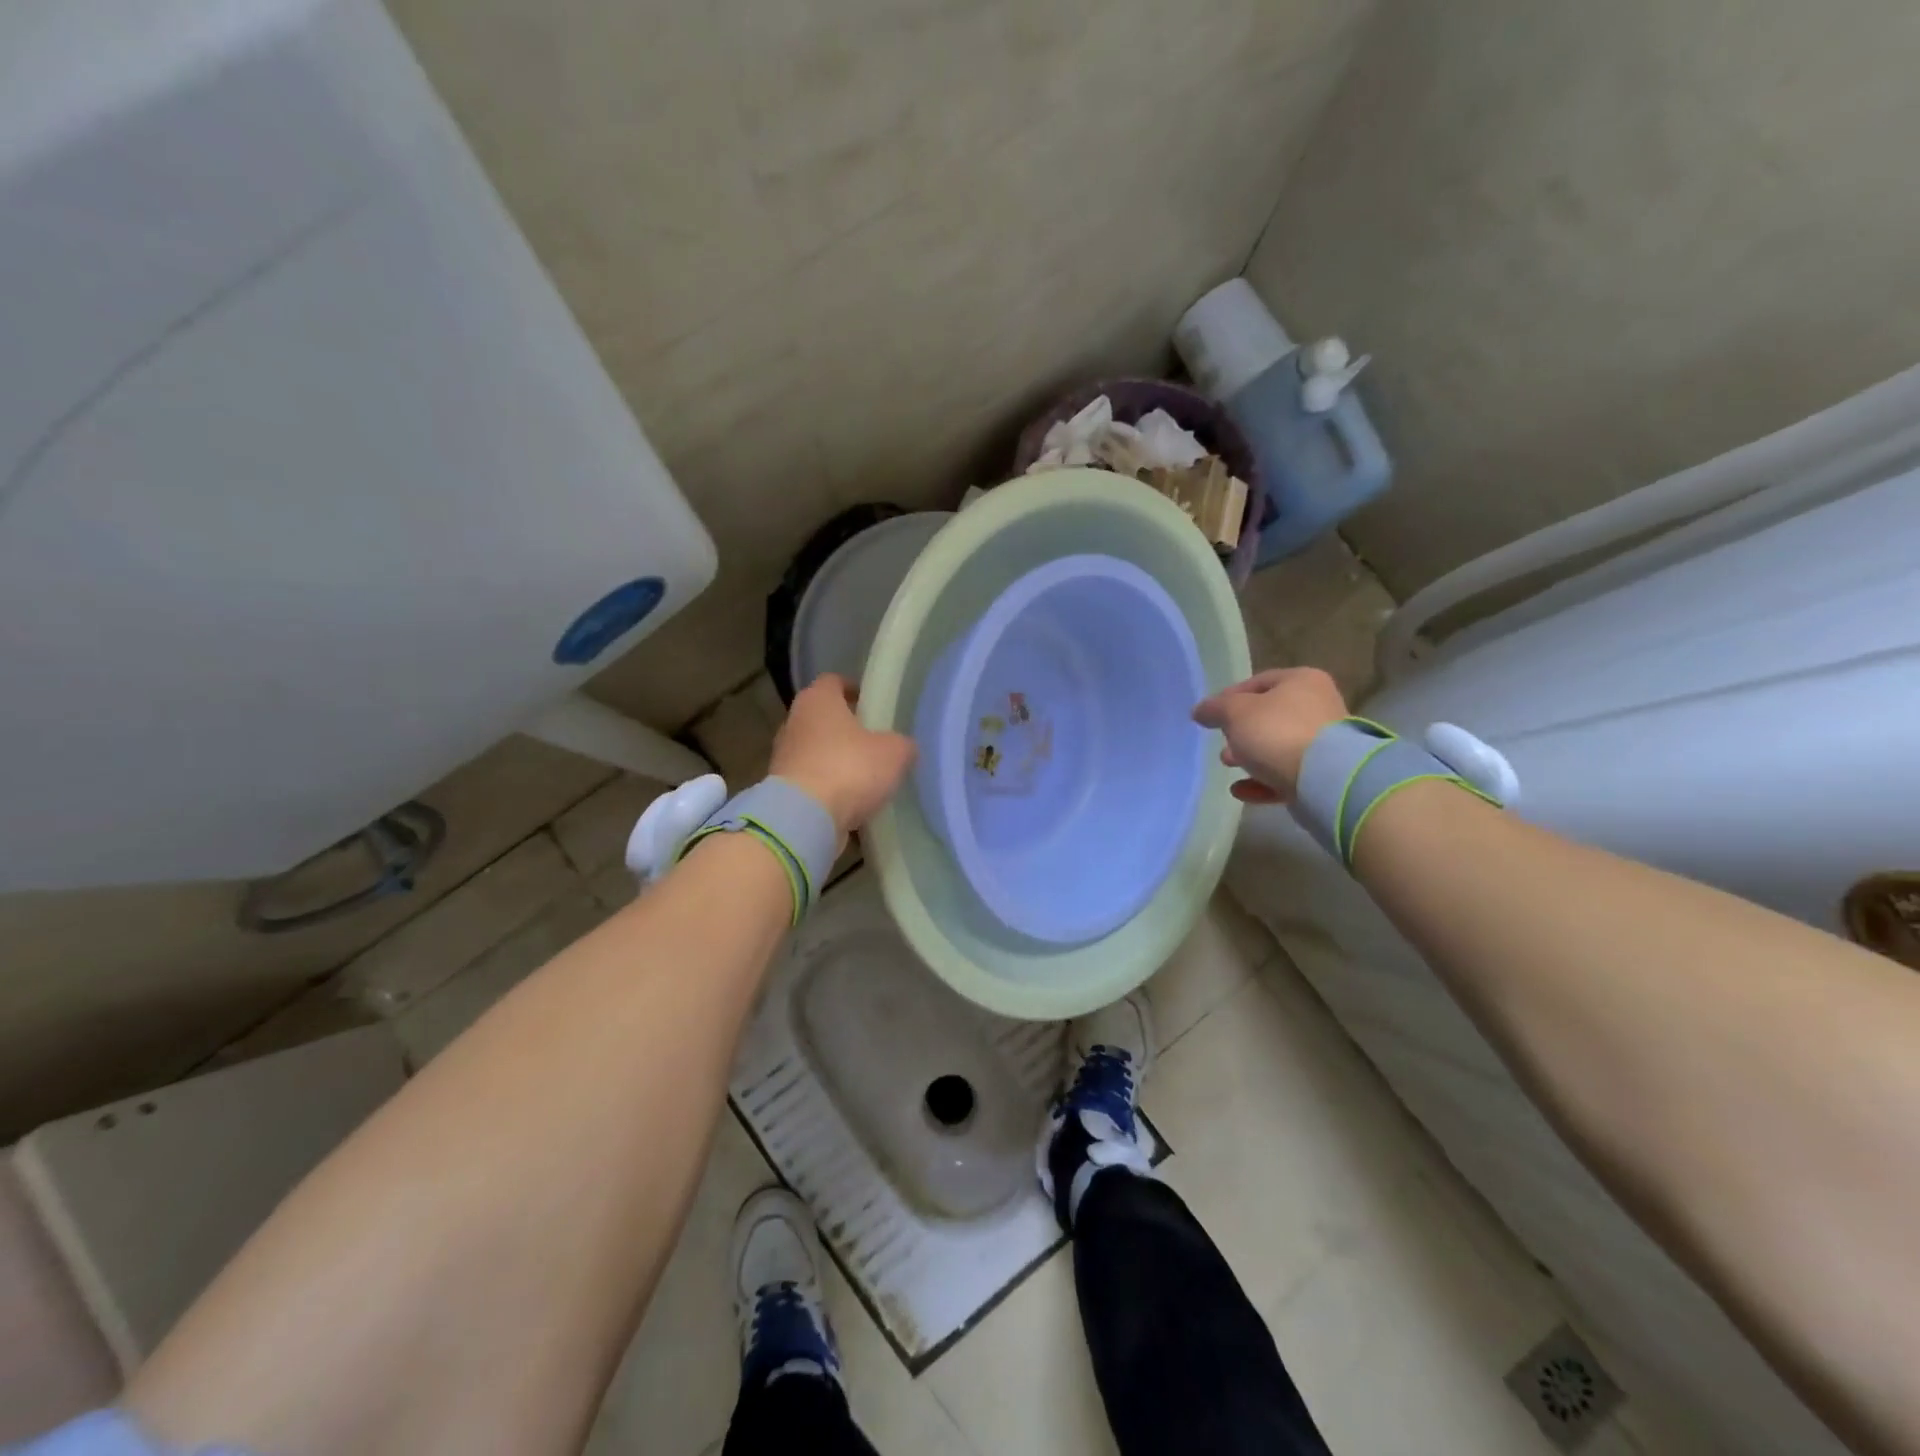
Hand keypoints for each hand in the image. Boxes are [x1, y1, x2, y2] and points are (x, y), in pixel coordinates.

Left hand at [771, 674, 916, 841]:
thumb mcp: (894, 753)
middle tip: (873, 740)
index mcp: (817, 700)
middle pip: (822, 717)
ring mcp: (784, 757)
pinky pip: (811, 780)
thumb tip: (903, 747)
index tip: (872, 702)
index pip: (833, 681)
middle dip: (845, 727)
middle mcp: (794, 722)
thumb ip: (902, 745)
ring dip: (836, 759)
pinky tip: (850, 801)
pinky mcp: (782, 789)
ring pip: (815, 750)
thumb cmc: (849, 769)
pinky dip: (828, 787)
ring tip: (865, 775)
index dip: (853, 688)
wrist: (804, 818)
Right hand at [1192, 667, 1347, 804]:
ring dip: (1251, 756)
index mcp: (1301, 681)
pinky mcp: (1324, 774)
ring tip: (1228, 765)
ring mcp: (1324, 743)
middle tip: (1221, 742)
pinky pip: (1287, 774)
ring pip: (1278, 746)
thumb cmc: (1277, 732)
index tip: (1210, 716)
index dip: (1229, 697)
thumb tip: (1200, 710)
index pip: (1258, 682)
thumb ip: (1215, 709)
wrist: (1325, 778)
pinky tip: (1241, 790)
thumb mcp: (1236, 713)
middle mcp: (1318, 706)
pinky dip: (1263, 781)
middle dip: (1241, 731)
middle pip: (1270, 716)